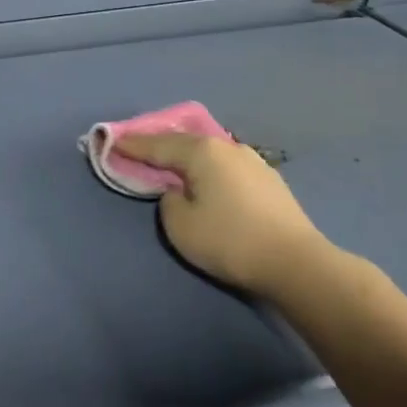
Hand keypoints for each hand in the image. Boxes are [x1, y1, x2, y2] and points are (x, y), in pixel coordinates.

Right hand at [114, 131, 330, 299]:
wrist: (297, 264)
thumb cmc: (230, 241)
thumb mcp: (180, 225)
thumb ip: (168, 200)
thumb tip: (179, 192)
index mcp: (202, 152)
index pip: (157, 145)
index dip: (131, 145)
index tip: (110, 142)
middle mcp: (228, 147)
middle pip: (184, 142)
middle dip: (158, 145)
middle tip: (137, 148)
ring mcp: (253, 162)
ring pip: (208, 153)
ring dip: (186, 156)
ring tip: (170, 162)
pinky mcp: (269, 181)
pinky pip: (226, 167)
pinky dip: (208, 169)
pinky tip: (206, 178)